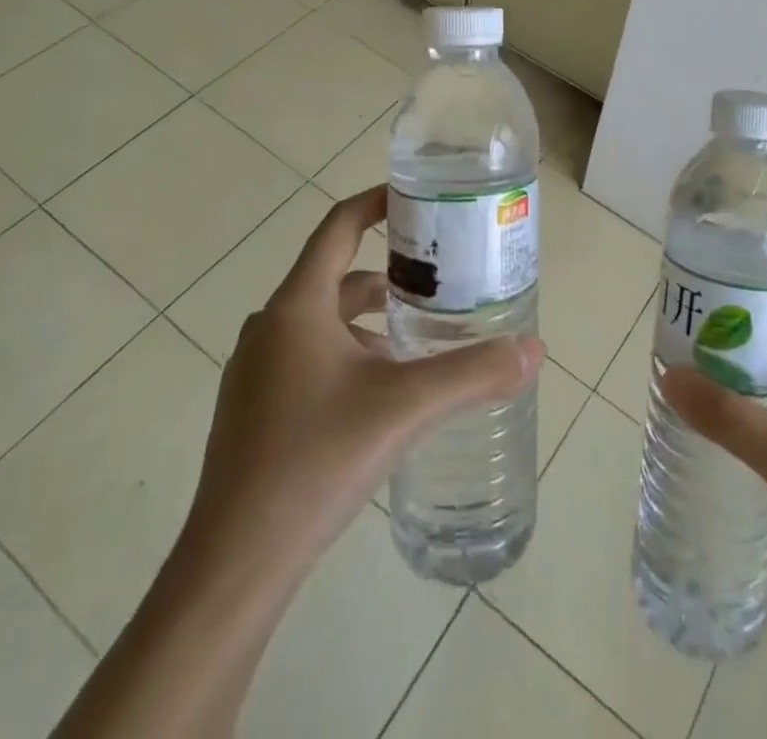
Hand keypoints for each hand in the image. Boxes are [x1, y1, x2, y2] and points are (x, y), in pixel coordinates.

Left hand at [52, 188, 542, 738]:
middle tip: (441, 281)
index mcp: (297, 306)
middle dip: (390, 275)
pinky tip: (382, 395)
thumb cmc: (315, 462)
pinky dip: (349, 355)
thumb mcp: (403, 408)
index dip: (376, 203)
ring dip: (371, 321)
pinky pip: (309, 358)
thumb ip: (471, 374)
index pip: (338, 227)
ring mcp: (256, 371)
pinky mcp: (254, 410)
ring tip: (421, 340)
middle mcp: (270, 327)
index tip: (418, 199)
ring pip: (324, 322)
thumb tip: (533, 350)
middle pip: (337, 277)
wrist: (233, 566)